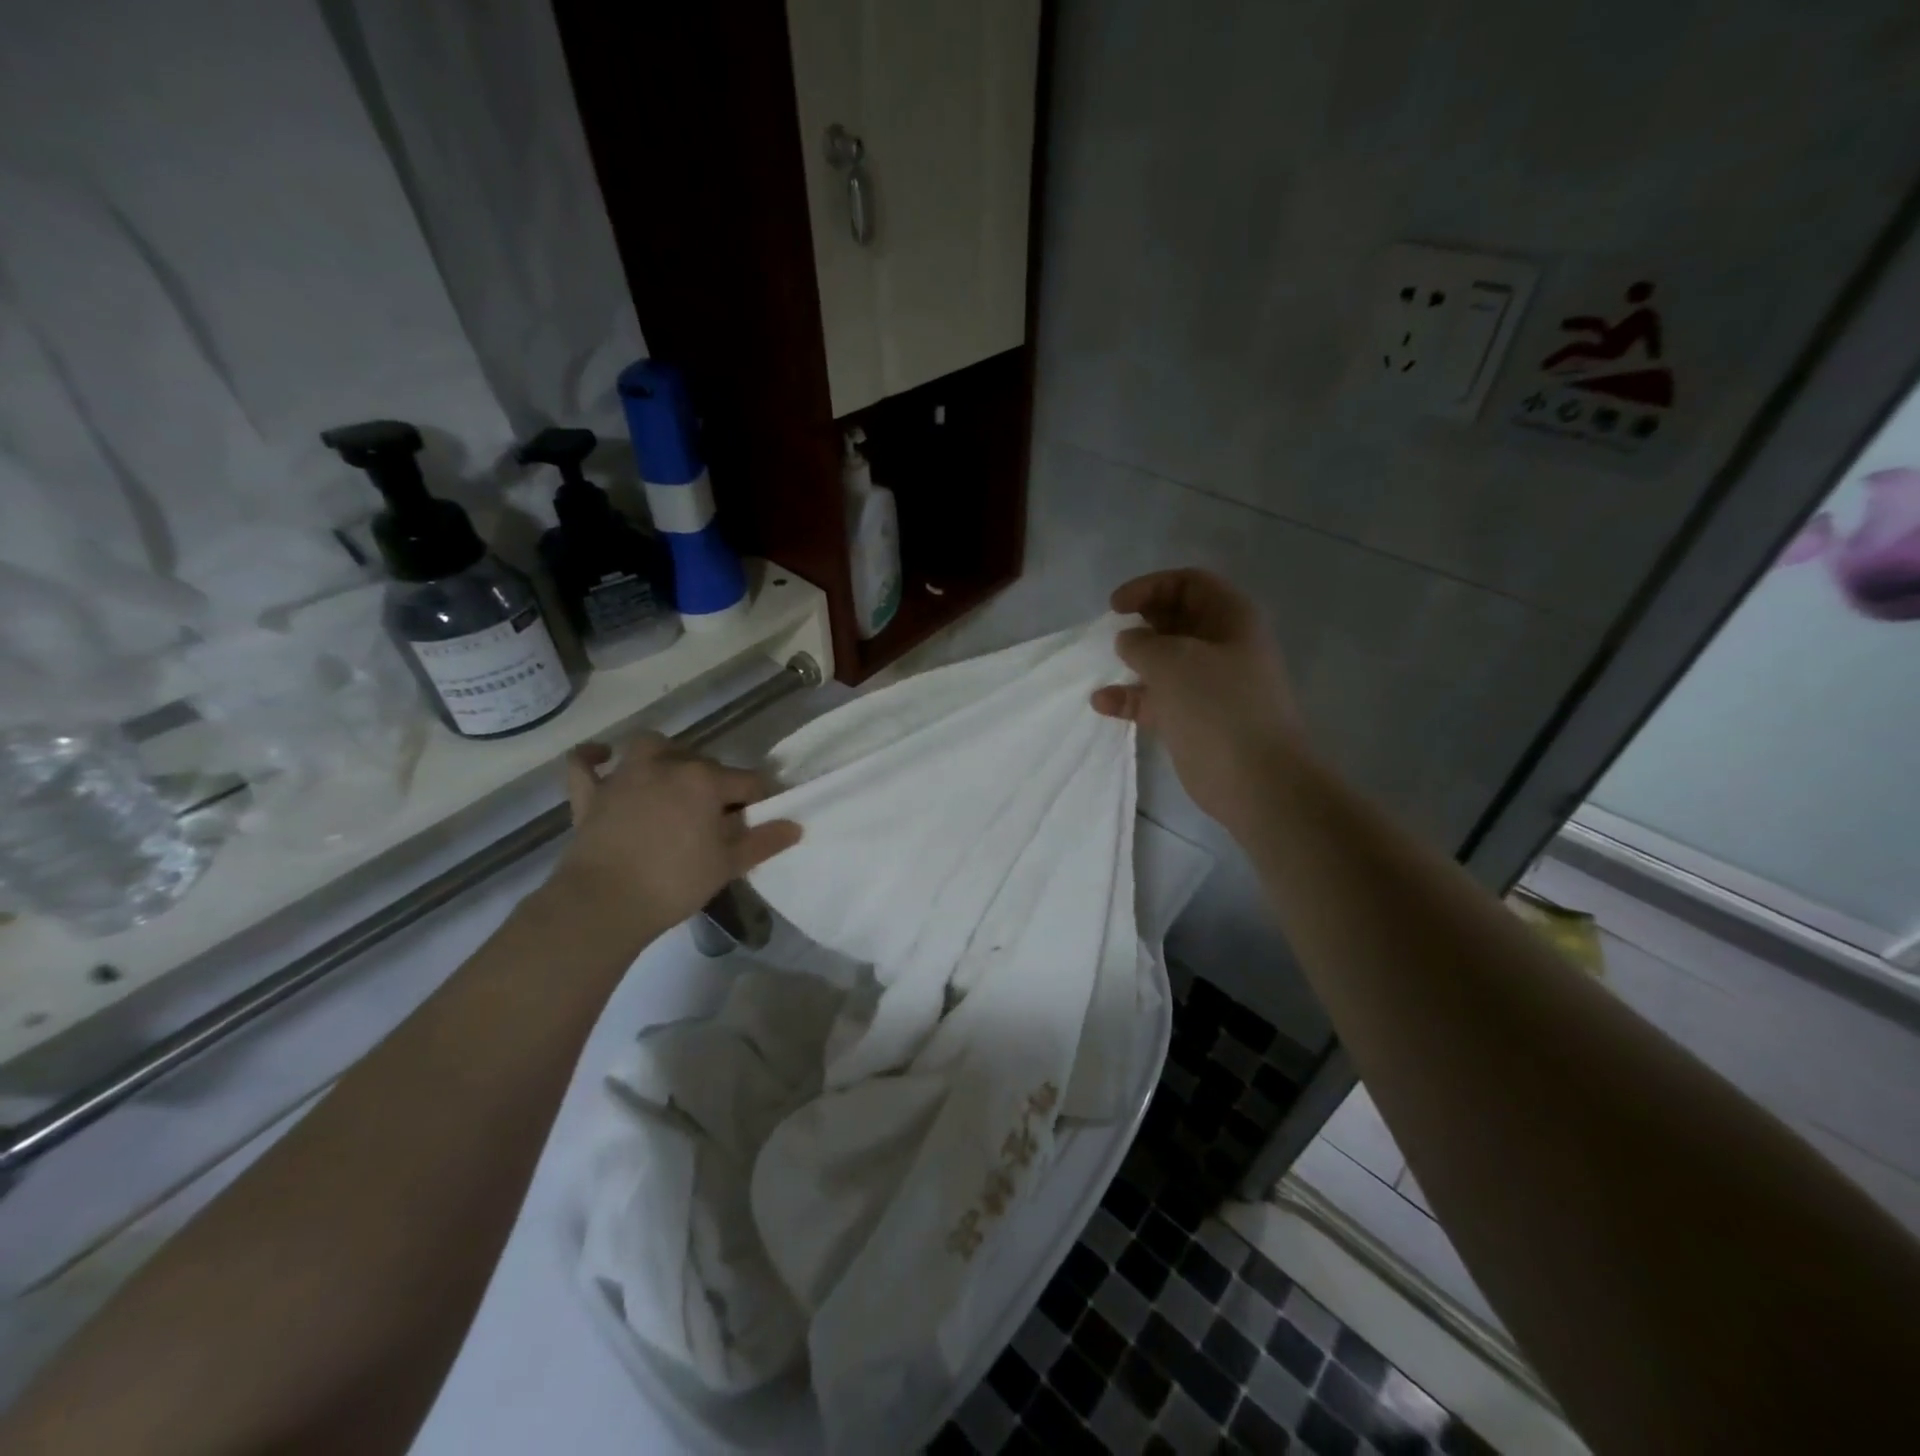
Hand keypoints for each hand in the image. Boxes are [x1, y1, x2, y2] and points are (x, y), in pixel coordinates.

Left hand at [546, 735, 801, 949]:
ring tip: (673, 775)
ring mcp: (624, 776)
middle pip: (703, 762)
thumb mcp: (728, 865)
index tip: (759, 821)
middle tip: (718, 816)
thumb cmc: (675, 882)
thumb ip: (763, 842)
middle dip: (716, 782)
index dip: (758, 800)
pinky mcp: (590, 794)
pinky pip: (585, 764)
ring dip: (665, 754)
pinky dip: (593, 757)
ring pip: (650, 746)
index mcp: (705, 780)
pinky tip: (603, 757)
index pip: (747, 782)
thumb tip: (794, 826)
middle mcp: (667, 766)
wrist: (604, 903)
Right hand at [1091, 568, 1308, 835]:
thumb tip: (1129, 641)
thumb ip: (1142, 643)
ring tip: (1104, 666)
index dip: (1150, 587)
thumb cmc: (1218, 707)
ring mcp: (1209, 685)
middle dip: (1142, 622)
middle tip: (1111, 633)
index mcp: (1231, 619)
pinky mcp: (1194, 719)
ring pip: (1165, 661)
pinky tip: (1102, 703)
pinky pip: (1158, 698)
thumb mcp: (1173, 662)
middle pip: (1177, 620)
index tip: (1115, 607)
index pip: (1189, 583)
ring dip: (1134, 661)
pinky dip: (1132, 698)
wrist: (1256, 779)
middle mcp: (1222, 646)